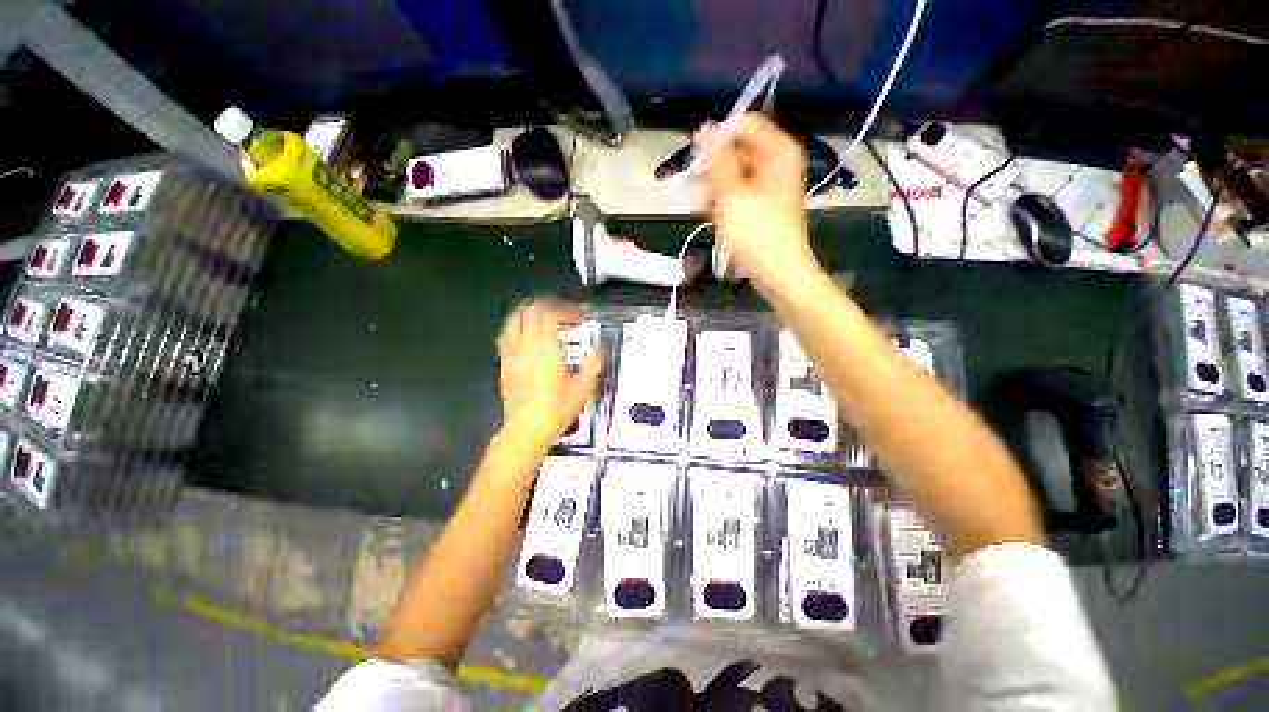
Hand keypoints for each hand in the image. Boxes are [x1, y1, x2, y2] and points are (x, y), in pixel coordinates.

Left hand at [496, 300, 601, 450]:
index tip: (575, 320)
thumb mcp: (582, 389)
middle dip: (546, 307)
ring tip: (540, 320)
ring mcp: (512, 355)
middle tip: (559, 315)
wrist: (527, 429)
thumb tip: (597, 354)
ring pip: (513, 321)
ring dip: (528, 315)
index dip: (564, 311)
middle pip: (529, 312)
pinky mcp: (505, 365)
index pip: (550, 315)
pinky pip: (505, 338)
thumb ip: (592, 366)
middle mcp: (527, 347)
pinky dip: (515, 329)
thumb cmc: (556, 409)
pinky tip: (524, 337)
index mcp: (546, 349)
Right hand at [695, 114, 818, 295]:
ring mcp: (766, 187)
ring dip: (714, 194)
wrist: (779, 274)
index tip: (701, 166)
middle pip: (734, 152)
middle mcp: (775, 163)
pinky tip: (717, 222)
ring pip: (730, 177)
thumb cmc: (759, 235)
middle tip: (705, 198)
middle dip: (714, 175)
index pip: (743, 125)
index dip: (719, 141)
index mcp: (778, 151)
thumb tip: (704, 128)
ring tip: (710, 216)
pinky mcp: (759, 207)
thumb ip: (717, 160)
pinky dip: (723, 207)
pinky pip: (735, 196)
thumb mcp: (733, 195)